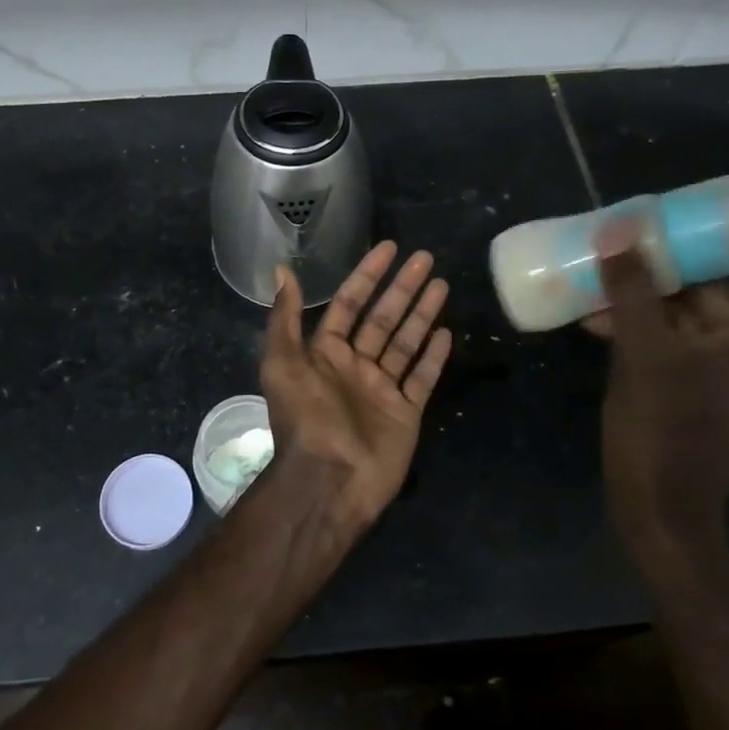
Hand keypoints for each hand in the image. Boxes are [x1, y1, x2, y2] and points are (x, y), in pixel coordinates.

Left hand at [260, 242, 453, 528]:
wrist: (329, 480)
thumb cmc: (305, 418)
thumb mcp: (282, 363)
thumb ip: (285, 318)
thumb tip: (283, 269)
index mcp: (325, 353)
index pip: (350, 303)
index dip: (367, 275)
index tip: (389, 249)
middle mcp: (355, 366)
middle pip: (383, 318)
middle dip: (402, 288)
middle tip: (425, 258)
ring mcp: (382, 390)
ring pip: (406, 342)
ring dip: (422, 313)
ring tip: (441, 284)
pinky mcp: (406, 413)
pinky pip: (422, 378)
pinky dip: (434, 357)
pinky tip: (446, 332)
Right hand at [587, 183, 728, 552]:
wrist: (658, 513)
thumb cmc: (662, 433)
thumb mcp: (641, 356)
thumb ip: (632, 293)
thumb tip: (624, 230)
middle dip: (689, 258)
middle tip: (649, 228)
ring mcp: (722, 376)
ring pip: (692, 316)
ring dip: (650, 295)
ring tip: (602, 276)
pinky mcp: (694, 393)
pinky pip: (673, 342)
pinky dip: (642, 327)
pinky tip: (596, 321)